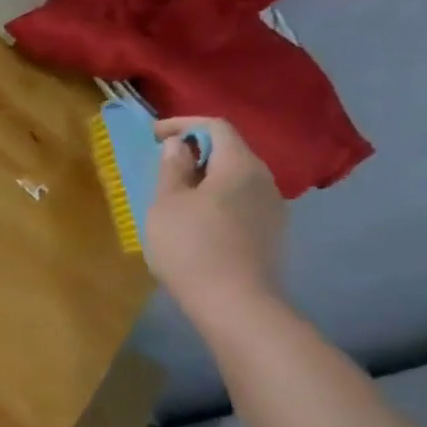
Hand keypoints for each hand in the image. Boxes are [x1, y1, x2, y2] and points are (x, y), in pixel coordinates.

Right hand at [146, 117, 288, 324]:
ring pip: (236, 179)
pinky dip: (217, 201)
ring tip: (176, 198)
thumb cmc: (191, 247)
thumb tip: (179, 145)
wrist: (235, 303)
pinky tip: (197, 224)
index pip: (216, 126)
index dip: (183, 123)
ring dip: (206, 179)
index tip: (153, 135)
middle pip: (230, 151)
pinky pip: (241, 202)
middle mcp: (264, 179)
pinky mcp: (271, 233)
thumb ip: (172, 169)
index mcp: (239, 165)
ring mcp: (272, 208)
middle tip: (163, 166)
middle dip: (195, 152)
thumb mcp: (167, 204)